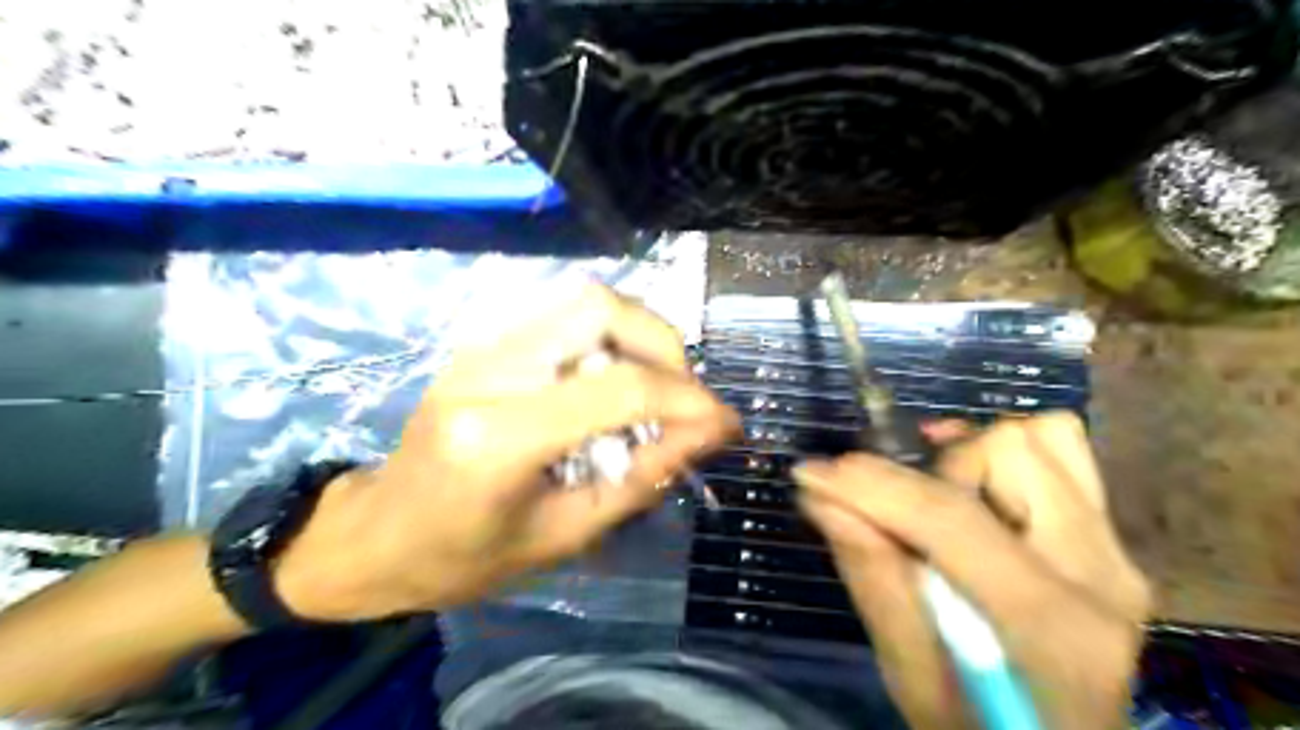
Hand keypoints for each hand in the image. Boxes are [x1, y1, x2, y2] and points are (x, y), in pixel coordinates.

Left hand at [278, 286, 736, 622]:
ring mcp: (478, 346)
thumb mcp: (565, 535)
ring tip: (655, 389)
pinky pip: (564, 314)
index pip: (619, 389)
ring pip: (584, 298)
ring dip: (639, 335)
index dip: (688, 400)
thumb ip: (642, 477)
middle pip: (600, 307)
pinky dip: (609, 338)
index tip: (725, 423)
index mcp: (499, 438)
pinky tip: (613, 381)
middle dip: (663, 345)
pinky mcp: (482, 341)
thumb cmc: (465, 558)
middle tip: (682, 396)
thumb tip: (708, 432)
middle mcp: (487, 371)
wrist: (377, 535)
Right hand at [793, 413, 1145, 728]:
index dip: (872, 485)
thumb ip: (873, 578)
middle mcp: (1098, 571)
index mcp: (1050, 623)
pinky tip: (971, 483)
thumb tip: (822, 498)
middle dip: (930, 467)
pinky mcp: (1109, 541)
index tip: (812, 472)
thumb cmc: (977, 729)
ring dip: (971, 451)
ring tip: (933, 486)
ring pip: (1044, 438)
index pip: (950, 517)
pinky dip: (1006, 452)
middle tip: (891, 505)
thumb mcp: (911, 676)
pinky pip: (1065, 454)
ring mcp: (1115, 551)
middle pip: (1008, 451)